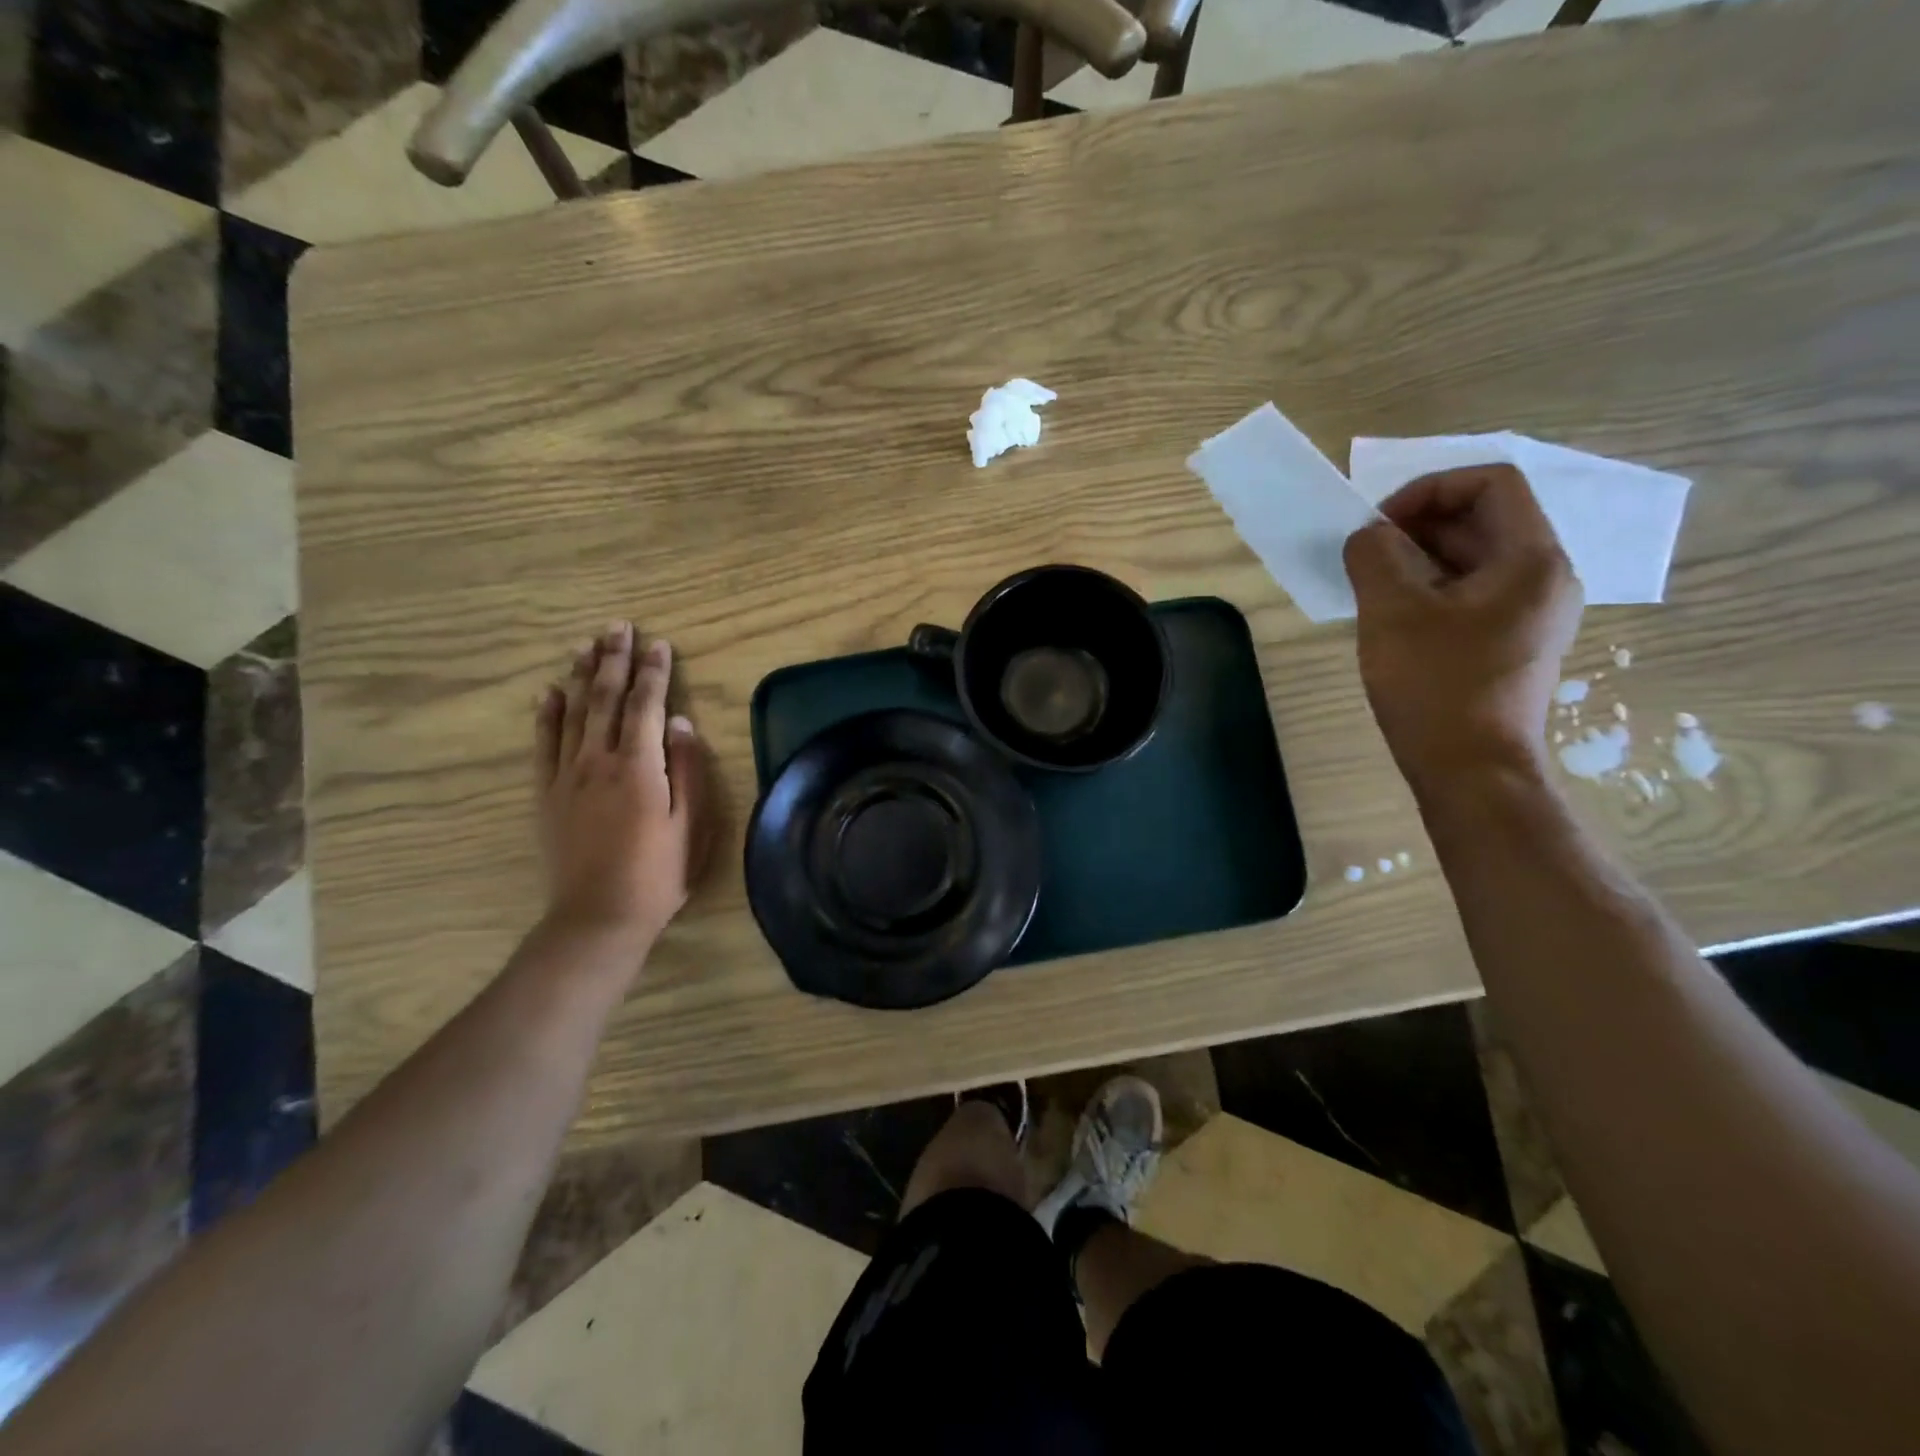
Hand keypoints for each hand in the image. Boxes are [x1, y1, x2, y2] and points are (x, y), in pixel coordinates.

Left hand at [534, 623, 709, 950]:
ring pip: (573, 713)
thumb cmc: (659, 874)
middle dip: (613, 660)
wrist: (599, 916)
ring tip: (586, 645)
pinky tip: (550, 692)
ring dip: (581, 675)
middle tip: (617, 626)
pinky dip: (547, 714)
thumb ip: (688, 770)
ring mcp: (568, 776)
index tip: (659, 643)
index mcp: (640, 767)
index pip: (646, 705)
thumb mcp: (692, 825)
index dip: (654, 672)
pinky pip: (544, 744)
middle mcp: (599, 761)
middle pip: (605, 698)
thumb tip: (683, 722)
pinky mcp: (548, 794)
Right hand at [1342, 465, 1582, 790]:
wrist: (1471, 771)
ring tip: (1372, 586)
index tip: (1378, 524)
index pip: (1490, 483)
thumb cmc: (1435, 686)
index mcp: (1532, 558)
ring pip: (1473, 559)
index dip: (1428, 489)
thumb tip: (1368, 535)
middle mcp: (1545, 577)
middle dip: (1417, 525)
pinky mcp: (1511, 643)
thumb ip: (1374, 555)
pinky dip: (1429, 590)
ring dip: (1418, 559)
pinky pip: (1470, 594)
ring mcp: (1532, 613)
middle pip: (1482, 519)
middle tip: (1365, 555)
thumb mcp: (1392, 611)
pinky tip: (1393, 618)